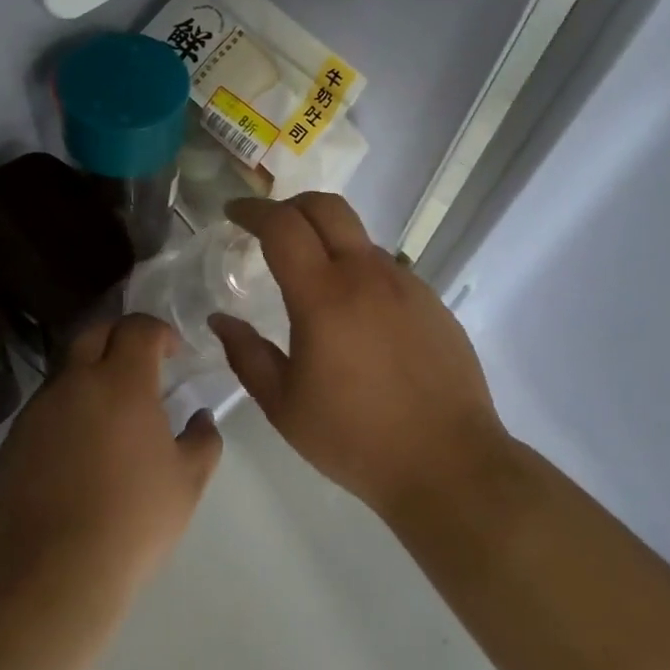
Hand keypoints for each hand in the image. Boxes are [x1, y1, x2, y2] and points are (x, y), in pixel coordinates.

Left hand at [0, 315, 221, 603]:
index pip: (138, 328)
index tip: (173, 353)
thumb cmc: (134, 520)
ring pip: (65, 372)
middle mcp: (75, 383)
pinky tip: (77, 452)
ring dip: (89, 376)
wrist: (55, 572)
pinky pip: (44, 409)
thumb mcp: (188, 481)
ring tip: (108, 414)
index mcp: (122, 383)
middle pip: (94, 333)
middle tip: (139, 364)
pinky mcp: (13, 441)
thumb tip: (200, 417)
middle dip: (119, 337)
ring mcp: (38, 411)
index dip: (158, 332)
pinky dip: (65, 412)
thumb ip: (203, 439)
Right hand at [209, 194, 504, 516]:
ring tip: (310, 281)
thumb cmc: (355, 439)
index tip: (233, 213)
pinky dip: (358, 271)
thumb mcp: (284, 405)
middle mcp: (368, 275)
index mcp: (324, 296)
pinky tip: (354, 316)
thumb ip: (246, 355)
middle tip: (267, 228)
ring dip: (326, 241)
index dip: (253, 210)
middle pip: (327, 207)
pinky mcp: (432, 302)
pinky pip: (386, 269)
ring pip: (359, 238)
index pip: (283, 226)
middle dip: (290, 205)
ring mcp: (407, 284)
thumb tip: (220, 321)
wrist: (449, 463)